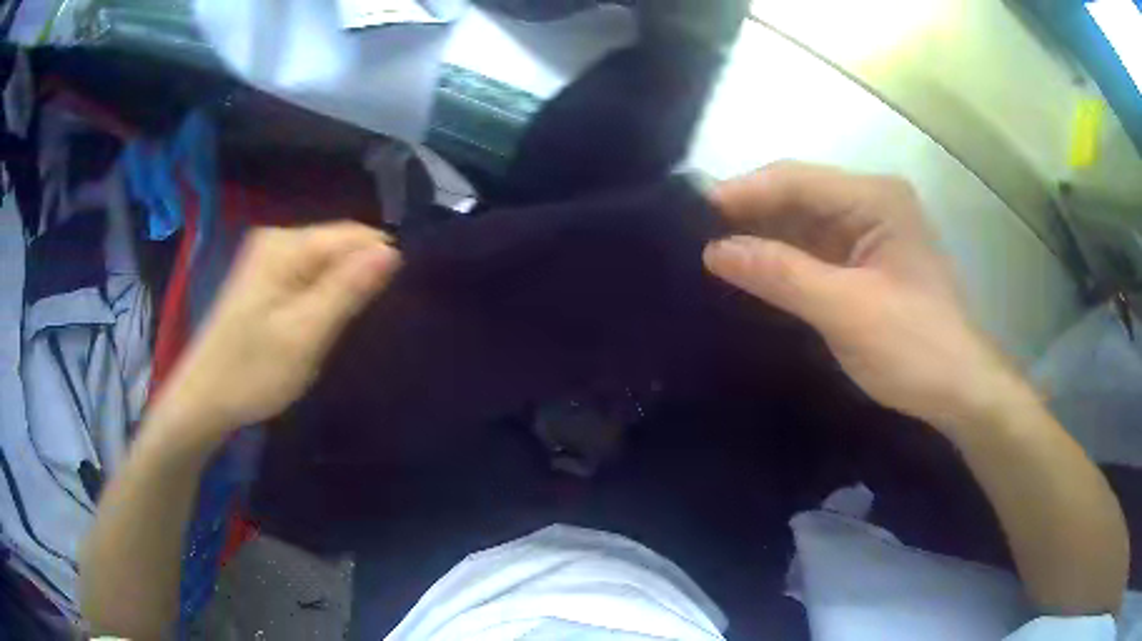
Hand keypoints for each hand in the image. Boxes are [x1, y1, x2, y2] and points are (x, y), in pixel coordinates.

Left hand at [160, 221, 399, 433]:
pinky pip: (309, 276)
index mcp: (285, 245)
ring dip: (340, 292)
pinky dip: (322, 298)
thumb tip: (393, 252)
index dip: (377, 264)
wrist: (204, 399)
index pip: (353, 235)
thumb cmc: (253, 371)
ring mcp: (268, 258)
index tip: (388, 305)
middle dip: (357, 280)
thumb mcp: (305, 335)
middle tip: (358, 325)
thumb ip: (347, 290)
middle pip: (338, 246)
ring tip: (340, 329)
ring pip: (326, 263)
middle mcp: (277, 239)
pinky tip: (319, 325)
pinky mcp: (265, 278)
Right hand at [704, 161, 1019, 428]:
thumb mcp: (846, 310)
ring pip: (804, 225)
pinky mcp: (866, 264)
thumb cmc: (913, 346)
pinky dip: (784, 262)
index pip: (797, 179)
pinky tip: (752, 274)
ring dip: (764, 240)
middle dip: (750, 215)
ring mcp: (870, 234)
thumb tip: (714, 250)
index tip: (691, 215)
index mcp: (875, 199)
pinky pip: (815, 252)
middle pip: (799, 197)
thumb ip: (781, 274)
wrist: (958, 391)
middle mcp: (871, 204)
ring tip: (713, 255)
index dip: (743, 193)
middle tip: (694, 237)